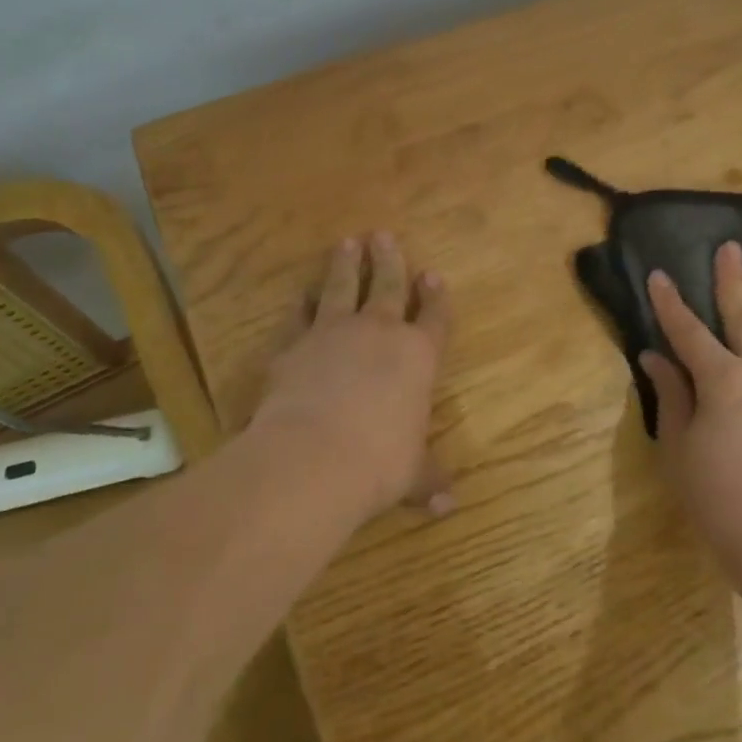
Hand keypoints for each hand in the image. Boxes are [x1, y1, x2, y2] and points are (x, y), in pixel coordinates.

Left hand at [251, 233, 453, 522]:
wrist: (313, 457)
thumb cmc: (379, 463)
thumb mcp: (410, 475)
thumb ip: (427, 480)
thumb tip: (447, 505)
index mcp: (418, 357)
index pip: (433, 318)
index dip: (435, 297)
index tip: (433, 275)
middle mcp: (378, 334)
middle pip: (387, 286)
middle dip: (389, 261)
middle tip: (383, 236)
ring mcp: (333, 334)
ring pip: (342, 288)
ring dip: (345, 266)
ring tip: (347, 243)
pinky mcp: (294, 346)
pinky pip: (300, 316)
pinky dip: (302, 303)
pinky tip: (301, 293)